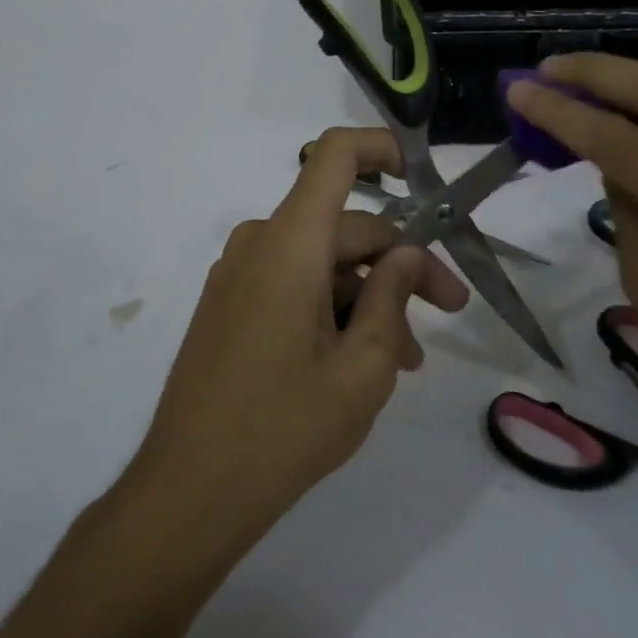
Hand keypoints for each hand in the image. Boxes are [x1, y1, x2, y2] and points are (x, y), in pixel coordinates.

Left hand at [132, 127, 468, 551]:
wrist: (189, 490)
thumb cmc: (284, 428)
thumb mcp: (363, 369)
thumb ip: (393, 297)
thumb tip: (407, 254)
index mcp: (290, 243)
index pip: (334, 155)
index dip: (381, 147)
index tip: (423, 178)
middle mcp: (260, 242)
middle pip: (344, 225)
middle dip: (401, 261)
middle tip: (449, 310)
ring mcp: (239, 273)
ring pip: (322, 260)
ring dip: (369, 295)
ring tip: (407, 358)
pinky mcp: (230, 303)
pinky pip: (293, 281)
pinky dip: (332, 305)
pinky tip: (360, 357)